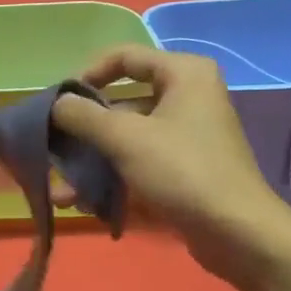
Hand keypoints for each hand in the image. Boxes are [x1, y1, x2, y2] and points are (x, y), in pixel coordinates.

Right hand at [51, 44, 290, 283]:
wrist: (238, 233)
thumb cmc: (182, 170)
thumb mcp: (124, 138)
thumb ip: (82, 115)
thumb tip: (56, 103)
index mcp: (183, 74)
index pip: (123, 57)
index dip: (86, 74)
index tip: (59, 102)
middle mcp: (187, 97)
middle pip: (120, 102)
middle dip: (82, 130)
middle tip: (52, 147)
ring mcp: (185, 136)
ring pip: (125, 139)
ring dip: (90, 163)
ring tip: (60, 191)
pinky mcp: (183, 170)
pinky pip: (137, 164)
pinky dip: (110, 180)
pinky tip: (81, 204)